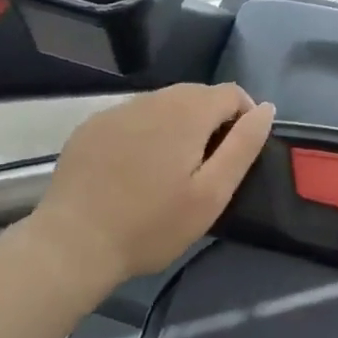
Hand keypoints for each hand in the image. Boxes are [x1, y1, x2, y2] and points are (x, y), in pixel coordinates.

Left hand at [24, 85, 275, 291]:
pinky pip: (133, 117)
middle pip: (197, 95)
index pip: (232, 93)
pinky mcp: (93, 126)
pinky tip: (135, 169)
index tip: (237, 154)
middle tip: (206, 167)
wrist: (72, 244)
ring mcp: (119, 110)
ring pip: (164, 104)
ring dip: (178, 125)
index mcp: (188, 111)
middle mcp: (154, 98)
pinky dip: (145, 133)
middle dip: (211, 120)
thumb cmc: (151, 224)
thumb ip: (243, 145)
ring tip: (171, 169)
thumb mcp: (211, 193)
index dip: (245, 116)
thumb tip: (266, 108)